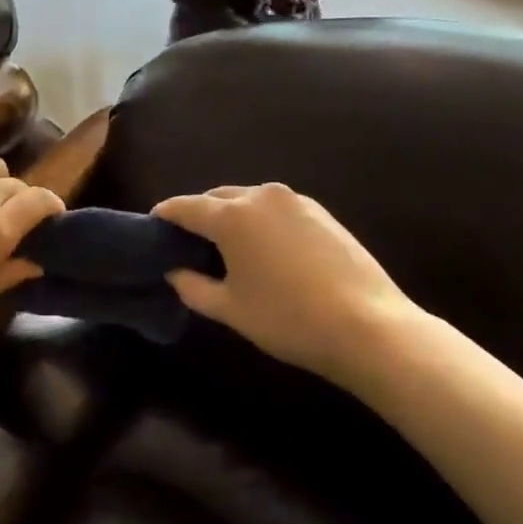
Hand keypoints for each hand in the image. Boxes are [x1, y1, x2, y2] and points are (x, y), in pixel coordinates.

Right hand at [152, 183, 424, 380]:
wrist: (369, 327)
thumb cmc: (287, 319)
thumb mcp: (230, 309)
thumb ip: (192, 287)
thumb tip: (174, 272)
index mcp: (232, 216)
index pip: (184, 207)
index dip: (164, 216)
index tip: (153, 228)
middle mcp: (261, 197)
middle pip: (217, 198)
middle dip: (199, 215)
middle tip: (190, 245)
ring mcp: (296, 201)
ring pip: (249, 201)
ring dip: (232, 217)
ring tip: (228, 248)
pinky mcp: (322, 213)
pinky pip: (276, 210)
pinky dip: (261, 223)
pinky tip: (266, 251)